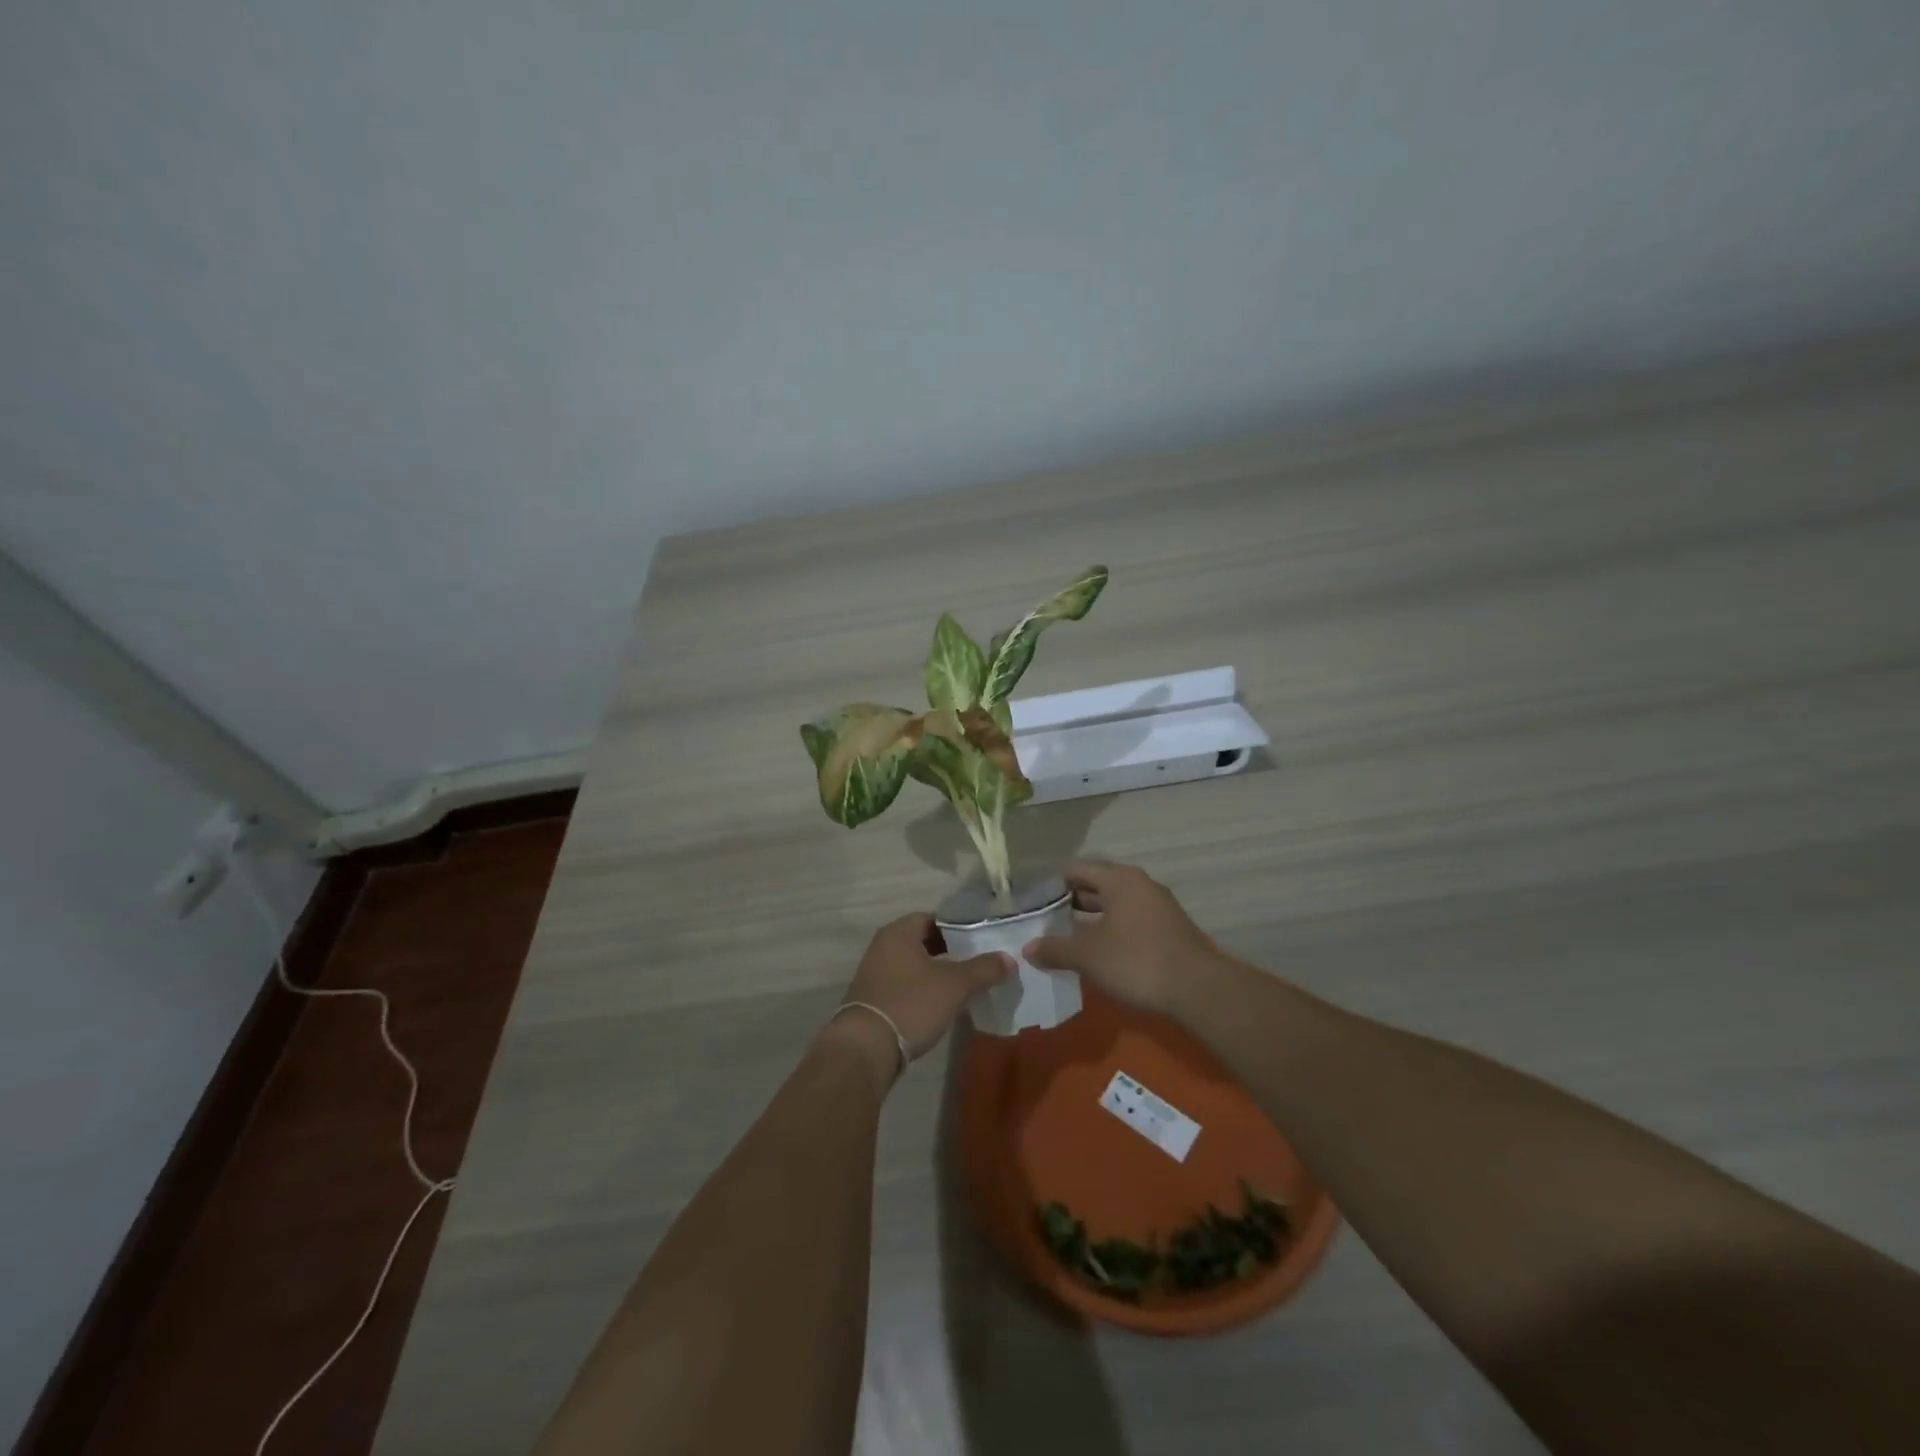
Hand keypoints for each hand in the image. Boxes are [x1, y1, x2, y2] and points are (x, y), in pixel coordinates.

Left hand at [824, 913, 1012, 1086]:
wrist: (865, 1048)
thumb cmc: (911, 1003)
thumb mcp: (954, 985)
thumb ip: (983, 969)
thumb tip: (1009, 959)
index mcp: (899, 932)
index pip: (933, 917)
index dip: (958, 926)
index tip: (981, 938)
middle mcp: (883, 946)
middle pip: (923, 941)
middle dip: (950, 951)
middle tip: (978, 962)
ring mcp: (874, 973)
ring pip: (914, 964)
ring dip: (937, 972)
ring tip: (965, 984)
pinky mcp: (873, 999)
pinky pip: (904, 985)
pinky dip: (923, 989)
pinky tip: (941, 1004)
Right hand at [1023, 861, 1225, 1014]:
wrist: (1198, 989)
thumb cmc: (1136, 960)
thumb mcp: (1088, 955)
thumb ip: (1055, 949)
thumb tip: (1028, 948)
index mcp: (1119, 880)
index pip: (1079, 870)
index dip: (1054, 884)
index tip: (1036, 903)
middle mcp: (1140, 885)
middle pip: (1098, 887)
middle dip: (1072, 904)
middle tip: (1046, 923)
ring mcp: (1158, 907)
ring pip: (1116, 907)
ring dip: (1092, 921)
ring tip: (1068, 940)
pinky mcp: (1169, 931)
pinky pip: (1131, 923)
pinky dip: (1112, 933)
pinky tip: (1099, 955)